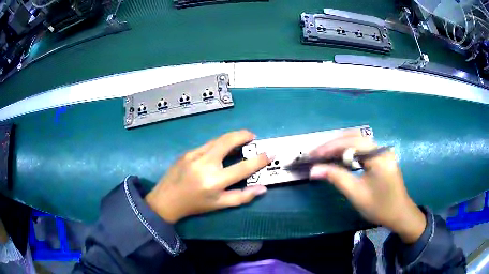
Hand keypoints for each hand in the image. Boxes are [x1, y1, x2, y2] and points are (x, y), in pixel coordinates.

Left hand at [145, 130, 271, 223]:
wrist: (166, 200)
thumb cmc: (194, 205)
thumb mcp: (219, 205)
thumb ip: (242, 197)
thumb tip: (262, 189)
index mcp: (215, 181)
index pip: (243, 167)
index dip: (259, 160)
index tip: (269, 154)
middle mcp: (205, 164)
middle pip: (228, 141)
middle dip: (243, 135)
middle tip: (252, 136)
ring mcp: (194, 155)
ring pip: (217, 140)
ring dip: (231, 137)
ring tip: (241, 139)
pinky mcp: (187, 152)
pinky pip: (207, 144)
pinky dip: (218, 143)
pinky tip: (221, 148)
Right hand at [309, 131, 425, 243]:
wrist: (399, 214)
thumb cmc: (380, 207)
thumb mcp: (356, 194)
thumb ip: (336, 178)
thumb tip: (313, 170)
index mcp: (378, 155)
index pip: (350, 142)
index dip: (329, 147)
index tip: (312, 155)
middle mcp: (381, 148)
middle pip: (353, 137)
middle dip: (333, 143)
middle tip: (316, 153)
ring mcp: (382, 152)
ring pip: (357, 141)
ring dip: (340, 146)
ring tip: (323, 154)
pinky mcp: (381, 158)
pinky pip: (362, 149)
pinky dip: (348, 151)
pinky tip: (339, 158)